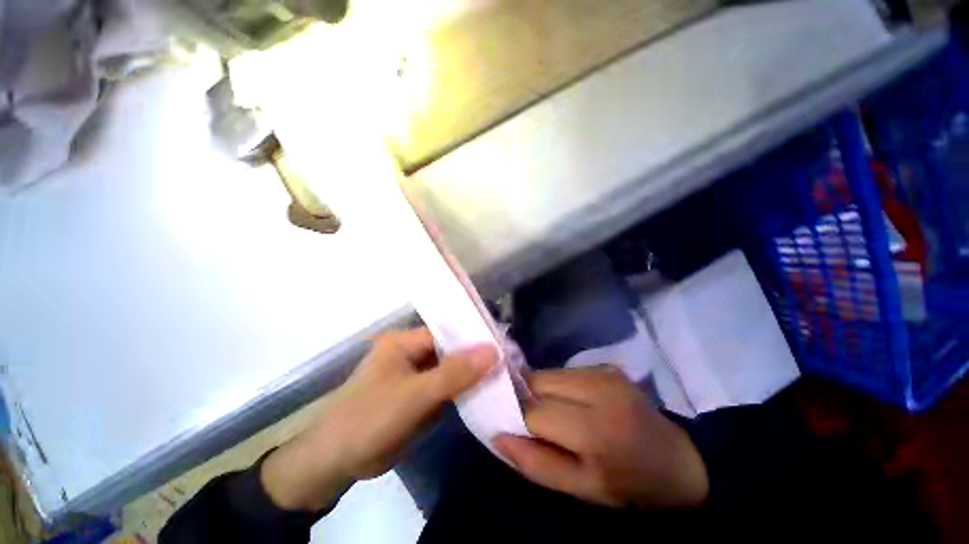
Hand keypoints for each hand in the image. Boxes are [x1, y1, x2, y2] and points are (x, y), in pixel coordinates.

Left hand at [261, 328, 497, 511]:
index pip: (447, 332)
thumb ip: (454, 373)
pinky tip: (485, 394)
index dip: (473, 338)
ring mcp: (416, 376)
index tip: (503, 346)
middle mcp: (412, 353)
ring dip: (472, 375)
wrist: (333, 462)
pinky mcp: (418, 396)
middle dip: (476, 357)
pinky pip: (446, 388)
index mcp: (406, 341)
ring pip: (451, 370)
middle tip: (509, 363)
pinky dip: (463, 391)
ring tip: (504, 377)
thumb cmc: (368, 419)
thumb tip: (493, 350)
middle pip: (451, 350)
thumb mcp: (414, 395)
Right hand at [494, 366, 707, 509]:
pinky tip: (570, 402)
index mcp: (595, 428)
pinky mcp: (604, 365)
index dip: (518, 419)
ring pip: (547, 373)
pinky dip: (556, 385)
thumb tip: (498, 435)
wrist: (678, 461)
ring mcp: (603, 371)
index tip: (513, 429)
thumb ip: (535, 464)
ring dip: (540, 391)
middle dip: (526, 399)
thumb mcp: (581, 490)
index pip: (534, 412)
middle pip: (537, 382)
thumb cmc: (629, 485)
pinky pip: (563, 371)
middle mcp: (598, 388)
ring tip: (553, 413)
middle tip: (533, 422)